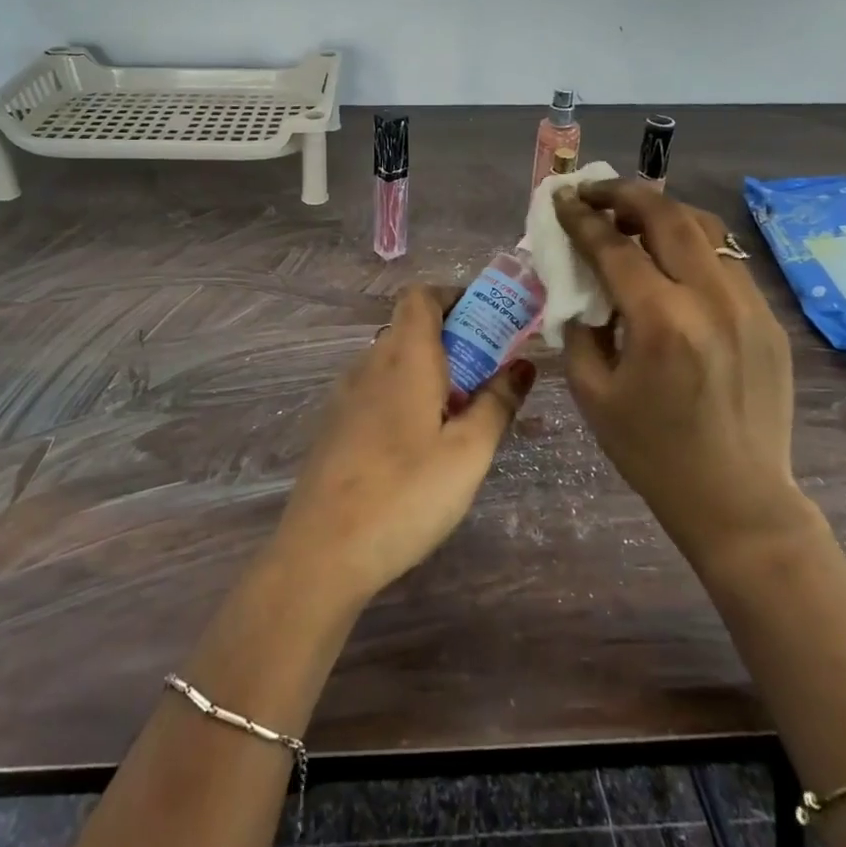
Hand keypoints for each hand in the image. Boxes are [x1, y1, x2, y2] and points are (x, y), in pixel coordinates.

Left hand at [269, 286, 536, 611]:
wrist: (323, 551)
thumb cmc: (405, 494)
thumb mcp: (468, 452)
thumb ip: (497, 403)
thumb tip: (522, 365)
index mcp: (403, 357)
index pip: (421, 296)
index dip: (455, 297)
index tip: (490, 323)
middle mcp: (369, 364)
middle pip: (410, 328)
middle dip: (454, 339)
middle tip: (489, 377)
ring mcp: (345, 395)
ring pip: (393, 362)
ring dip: (430, 371)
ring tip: (461, 416)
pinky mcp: (335, 426)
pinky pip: (376, 390)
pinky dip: (405, 395)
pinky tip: (421, 445)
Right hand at [553, 181, 804, 566]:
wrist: (737, 499)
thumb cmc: (651, 452)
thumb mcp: (592, 393)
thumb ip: (580, 328)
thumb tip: (577, 285)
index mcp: (661, 322)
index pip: (614, 247)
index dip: (581, 218)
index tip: (560, 199)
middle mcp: (710, 300)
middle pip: (667, 216)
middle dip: (623, 194)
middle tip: (594, 192)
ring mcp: (749, 306)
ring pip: (706, 229)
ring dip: (663, 211)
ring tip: (632, 214)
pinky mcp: (768, 319)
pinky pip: (726, 261)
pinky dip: (692, 244)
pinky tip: (671, 259)